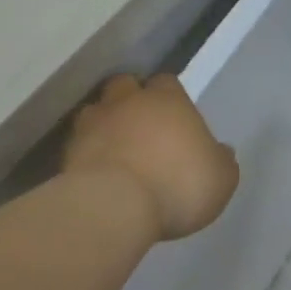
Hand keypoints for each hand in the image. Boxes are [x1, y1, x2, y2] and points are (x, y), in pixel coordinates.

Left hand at [65, 75, 238, 241]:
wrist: (115, 206)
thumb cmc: (178, 185)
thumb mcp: (220, 180)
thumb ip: (221, 162)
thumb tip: (222, 151)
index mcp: (168, 100)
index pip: (167, 82)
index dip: (169, 97)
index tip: (174, 118)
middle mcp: (128, 102)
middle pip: (125, 85)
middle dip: (130, 100)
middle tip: (140, 125)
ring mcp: (93, 123)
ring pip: (96, 110)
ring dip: (104, 123)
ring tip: (113, 147)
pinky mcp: (68, 150)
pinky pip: (78, 143)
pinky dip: (86, 152)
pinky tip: (96, 171)